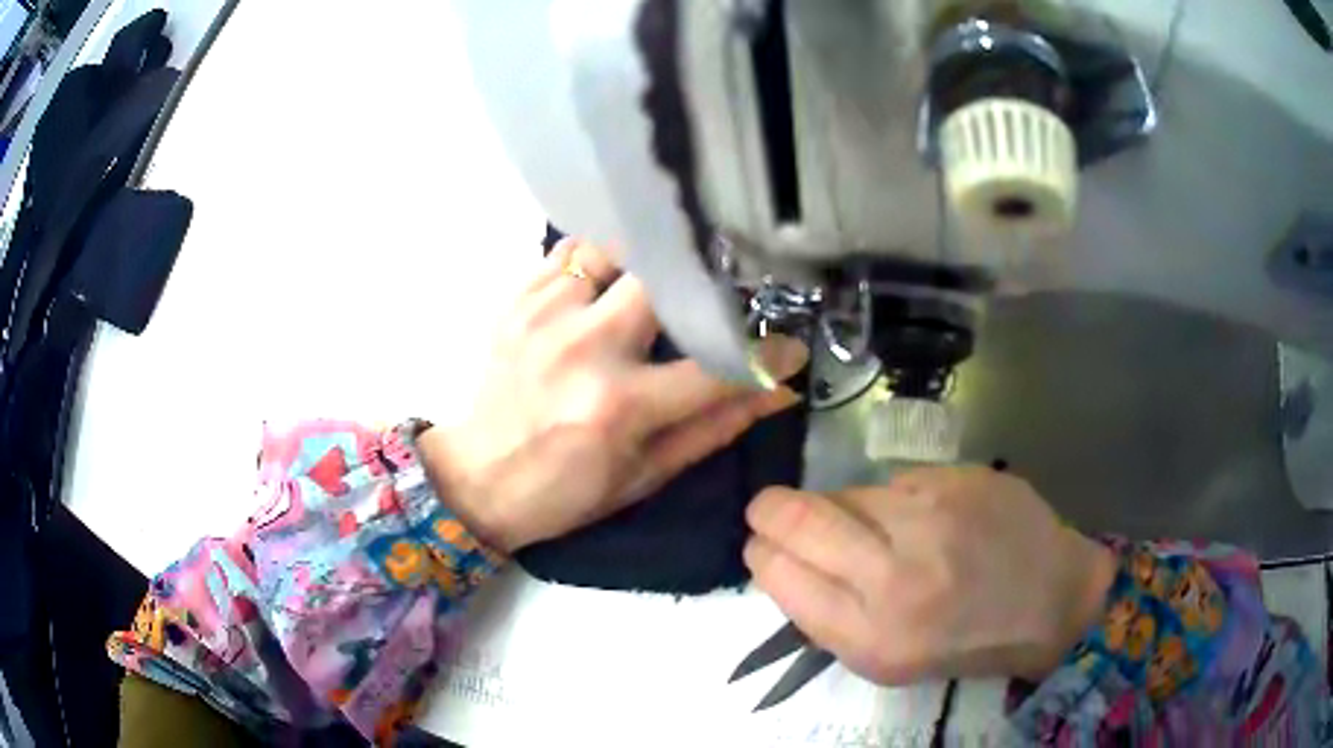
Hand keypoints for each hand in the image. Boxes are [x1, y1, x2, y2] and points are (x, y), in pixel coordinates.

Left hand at [419, 239, 807, 551]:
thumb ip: (715, 426)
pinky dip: (596, 262)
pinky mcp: (517, 300)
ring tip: (651, 286)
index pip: (716, 364)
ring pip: (614, 248)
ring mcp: (545, 314)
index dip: (766, 354)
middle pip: (663, 275)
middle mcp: (583, 346)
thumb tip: (779, 391)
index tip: (789, 345)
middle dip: (696, 281)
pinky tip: (601, 288)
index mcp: (619, 404)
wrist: (476, 478)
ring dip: (642, 264)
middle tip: (710, 294)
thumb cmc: (564, 490)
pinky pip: (569, 253)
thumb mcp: (646, 474)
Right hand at [744, 466, 1116, 683]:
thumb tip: (786, 560)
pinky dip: (895, 499)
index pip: (779, 573)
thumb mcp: (885, 660)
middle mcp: (896, 576)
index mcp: (871, 636)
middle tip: (772, 512)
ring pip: (846, 493)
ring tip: (878, 531)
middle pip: (797, 518)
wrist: (1051, 601)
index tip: (761, 546)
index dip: (760, 552)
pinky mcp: (958, 479)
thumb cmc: (964, 642)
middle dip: (771, 511)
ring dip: (842, 510)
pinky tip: (926, 520)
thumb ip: (828, 614)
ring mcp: (931, 518)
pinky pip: (896, 482)